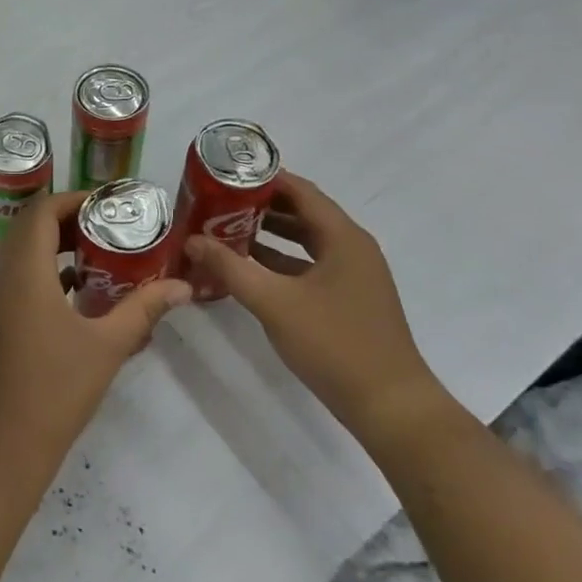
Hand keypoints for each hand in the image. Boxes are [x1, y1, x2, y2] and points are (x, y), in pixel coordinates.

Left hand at [0, 191, 190, 476]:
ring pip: (20, 256)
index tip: (110, 206)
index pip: (41, 211)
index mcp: (23, 271)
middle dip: (70, 223)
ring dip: (56, 249)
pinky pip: (15, 281)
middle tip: (111, 230)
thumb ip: (143, 309)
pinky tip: (77, 298)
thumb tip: (183, 288)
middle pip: (30, 229)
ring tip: (101, 259)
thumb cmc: (55, 390)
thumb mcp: (107, 346)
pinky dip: (44, 276)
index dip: (74, 200)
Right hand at [186, 171, 442, 439]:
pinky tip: (247, 269)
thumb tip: (192, 240)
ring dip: (267, 234)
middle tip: (216, 202)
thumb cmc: (334, 344)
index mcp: (343, 237)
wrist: (389, 406)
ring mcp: (352, 276)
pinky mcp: (347, 300)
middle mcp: (351, 248)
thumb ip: (230, 267)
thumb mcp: (273, 302)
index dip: (263, 179)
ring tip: (224, 229)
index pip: (300, 190)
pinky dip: (279, 262)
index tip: (225, 175)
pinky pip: (308, 266)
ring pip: (304, 241)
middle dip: (259, 206)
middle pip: (302, 213)